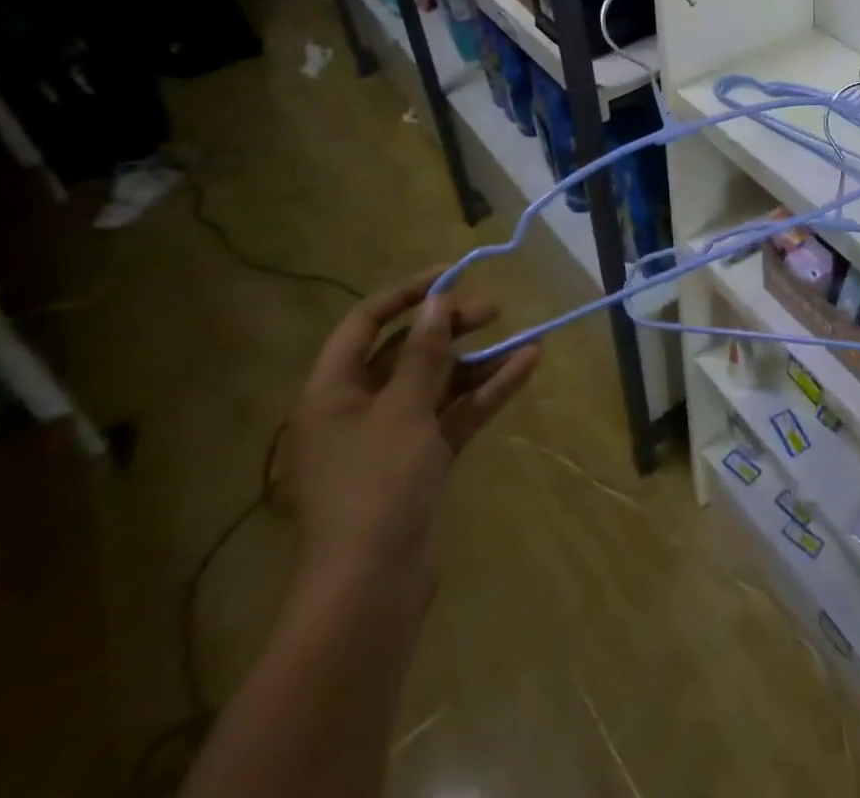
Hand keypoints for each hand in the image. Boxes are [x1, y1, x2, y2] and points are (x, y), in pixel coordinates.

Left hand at [286, 265, 540, 608]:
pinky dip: (487, 392)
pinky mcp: (421, 462)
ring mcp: (392, 437)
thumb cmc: (376, 484)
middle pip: (407, 352)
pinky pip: (455, 413)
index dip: (407, 294)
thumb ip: (424, 352)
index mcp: (332, 392)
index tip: (453, 274)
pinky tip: (526, 367)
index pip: (366, 324)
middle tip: (496, 309)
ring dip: (480, 361)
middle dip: (452, 328)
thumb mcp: (403, 408)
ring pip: (439, 383)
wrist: (372, 585)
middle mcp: (358, 409)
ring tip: (528, 338)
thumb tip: (437, 303)